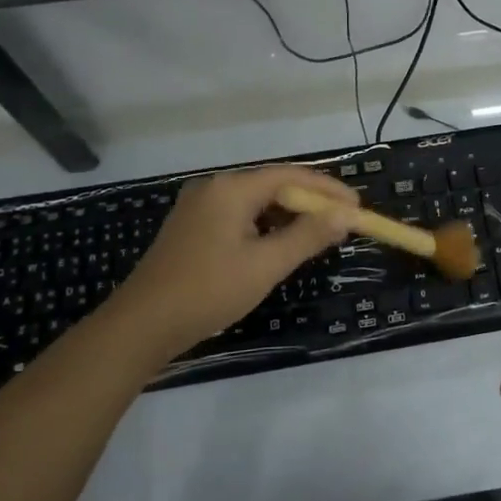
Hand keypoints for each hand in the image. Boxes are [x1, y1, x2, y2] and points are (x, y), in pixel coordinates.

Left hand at [105, 165, 359, 359]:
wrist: (142, 325)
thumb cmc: (208, 291)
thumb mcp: (266, 265)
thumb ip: (308, 236)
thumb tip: (346, 215)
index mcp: (231, 189)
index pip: (291, 176)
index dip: (328, 189)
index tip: (358, 206)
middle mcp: (214, 188)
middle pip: (273, 185)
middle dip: (310, 202)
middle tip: (343, 222)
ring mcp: (199, 207)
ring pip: (256, 202)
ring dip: (288, 216)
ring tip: (319, 234)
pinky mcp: (192, 227)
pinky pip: (239, 216)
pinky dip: (265, 226)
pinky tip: (279, 245)